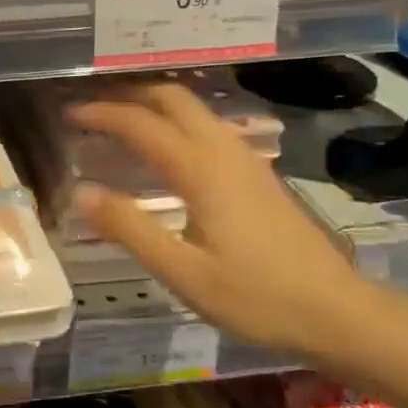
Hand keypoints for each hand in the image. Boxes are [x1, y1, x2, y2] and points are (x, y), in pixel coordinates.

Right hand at [69, 84, 374, 353]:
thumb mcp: (183, 273)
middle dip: (129, 96)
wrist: (339, 312)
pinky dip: (176, 123)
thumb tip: (81, 191)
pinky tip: (167, 151)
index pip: (140, 123)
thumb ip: (130, 229)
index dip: (101, 114)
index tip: (68, 115)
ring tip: (121, 124)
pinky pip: (208, 128)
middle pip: (172, 98)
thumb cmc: (257, 297)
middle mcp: (223, 151)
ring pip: (194, 109)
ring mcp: (246, 159)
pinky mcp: (259, 174)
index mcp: (200, 169)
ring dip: (154, 106)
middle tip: (93, 110)